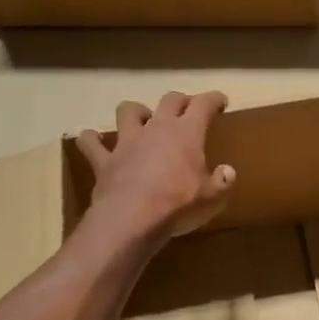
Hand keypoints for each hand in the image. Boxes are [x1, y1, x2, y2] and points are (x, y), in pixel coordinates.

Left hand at [76, 92, 234, 241]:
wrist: (132, 220)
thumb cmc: (178, 206)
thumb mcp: (213, 198)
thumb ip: (223, 182)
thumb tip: (228, 172)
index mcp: (187, 133)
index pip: (204, 104)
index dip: (214, 99)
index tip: (221, 101)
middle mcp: (156, 128)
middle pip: (169, 100)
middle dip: (181, 101)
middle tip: (187, 109)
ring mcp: (127, 142)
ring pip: (128, 111)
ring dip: (136, 112)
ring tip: (141, 120)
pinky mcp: (104, 160)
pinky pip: (91, 144)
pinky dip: (91, 140)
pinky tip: (92, 140)